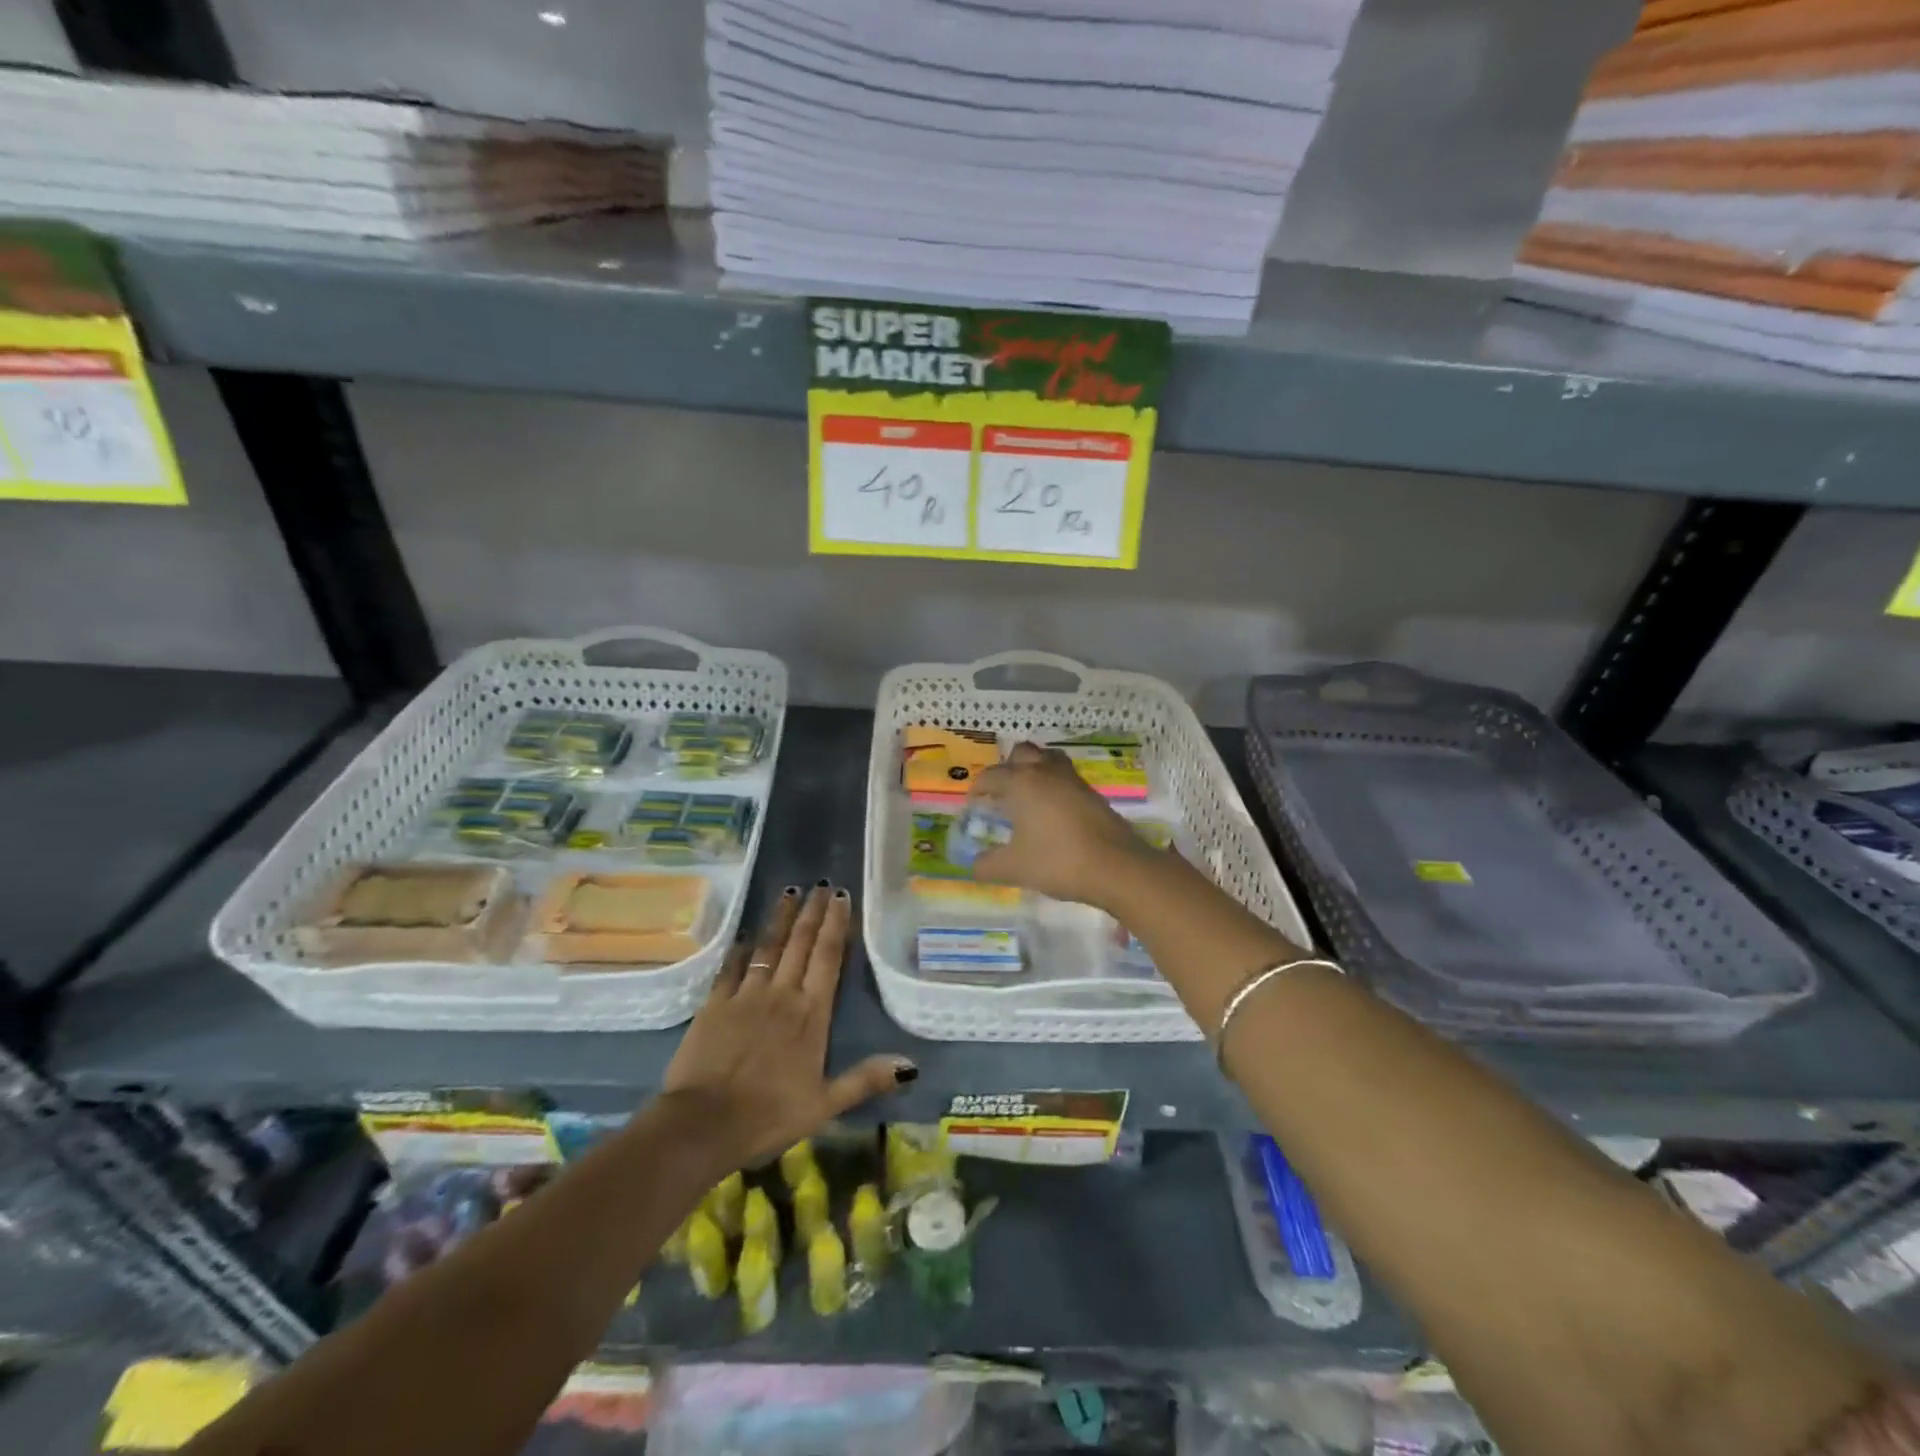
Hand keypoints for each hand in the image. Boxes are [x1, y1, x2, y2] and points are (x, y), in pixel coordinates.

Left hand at [662, 883, 914, 1165]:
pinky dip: (742, 948)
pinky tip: (747, 934)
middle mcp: (782, 995)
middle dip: (813, 912)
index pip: (828, 958)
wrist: (703, 1124)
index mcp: (812, 1014)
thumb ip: (865, 1079)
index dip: (836, 925)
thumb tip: (910, 1065)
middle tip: (821, 885)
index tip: (842, 897)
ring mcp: (746, 996)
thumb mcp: (825, 1105)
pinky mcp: (715, 1004)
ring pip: (769, 947)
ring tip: (790, 891)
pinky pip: (732, 967)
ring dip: (781, 919)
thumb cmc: (769, 1116)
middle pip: (801, 944)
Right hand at [970, 743, 1153, 909]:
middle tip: (1001, 794)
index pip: (991, 776)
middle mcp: (1045, 772)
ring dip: (1034, 769)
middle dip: (1007, 768)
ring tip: (1028, 795)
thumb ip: (987, 865)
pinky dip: (1054, 784)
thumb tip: (974, 866)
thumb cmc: (1058, 862)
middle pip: (1021, 753)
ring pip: (1048, 758)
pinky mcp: (1092, 793)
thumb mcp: (1014, 868)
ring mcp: (1072, 780)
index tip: (974, 806)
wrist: (1116, 867)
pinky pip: (1066, 776)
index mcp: (1021, 783)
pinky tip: (1052, 811)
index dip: (978, 789)